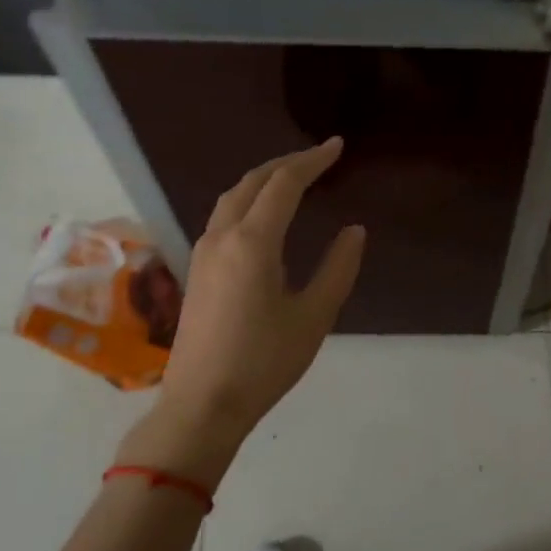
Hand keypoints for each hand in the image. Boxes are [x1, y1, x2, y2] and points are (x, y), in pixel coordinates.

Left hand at [117, 139, 364, 482]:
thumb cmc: (265, 362)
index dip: (312, 161)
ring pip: (231, 198)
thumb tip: (353, 230)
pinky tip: (263, 218)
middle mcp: (222, 237)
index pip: (284, 184)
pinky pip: (223, 217)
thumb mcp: (314, 316)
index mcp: (253, 242)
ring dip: (262, 181)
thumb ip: (338, 268)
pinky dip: (247, 201)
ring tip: (292, 180)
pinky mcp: (197, 271)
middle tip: (318, 159)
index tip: (337, 147)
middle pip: (251, 182)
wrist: (203, 404)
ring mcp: (203, 253)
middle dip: (286, 164)